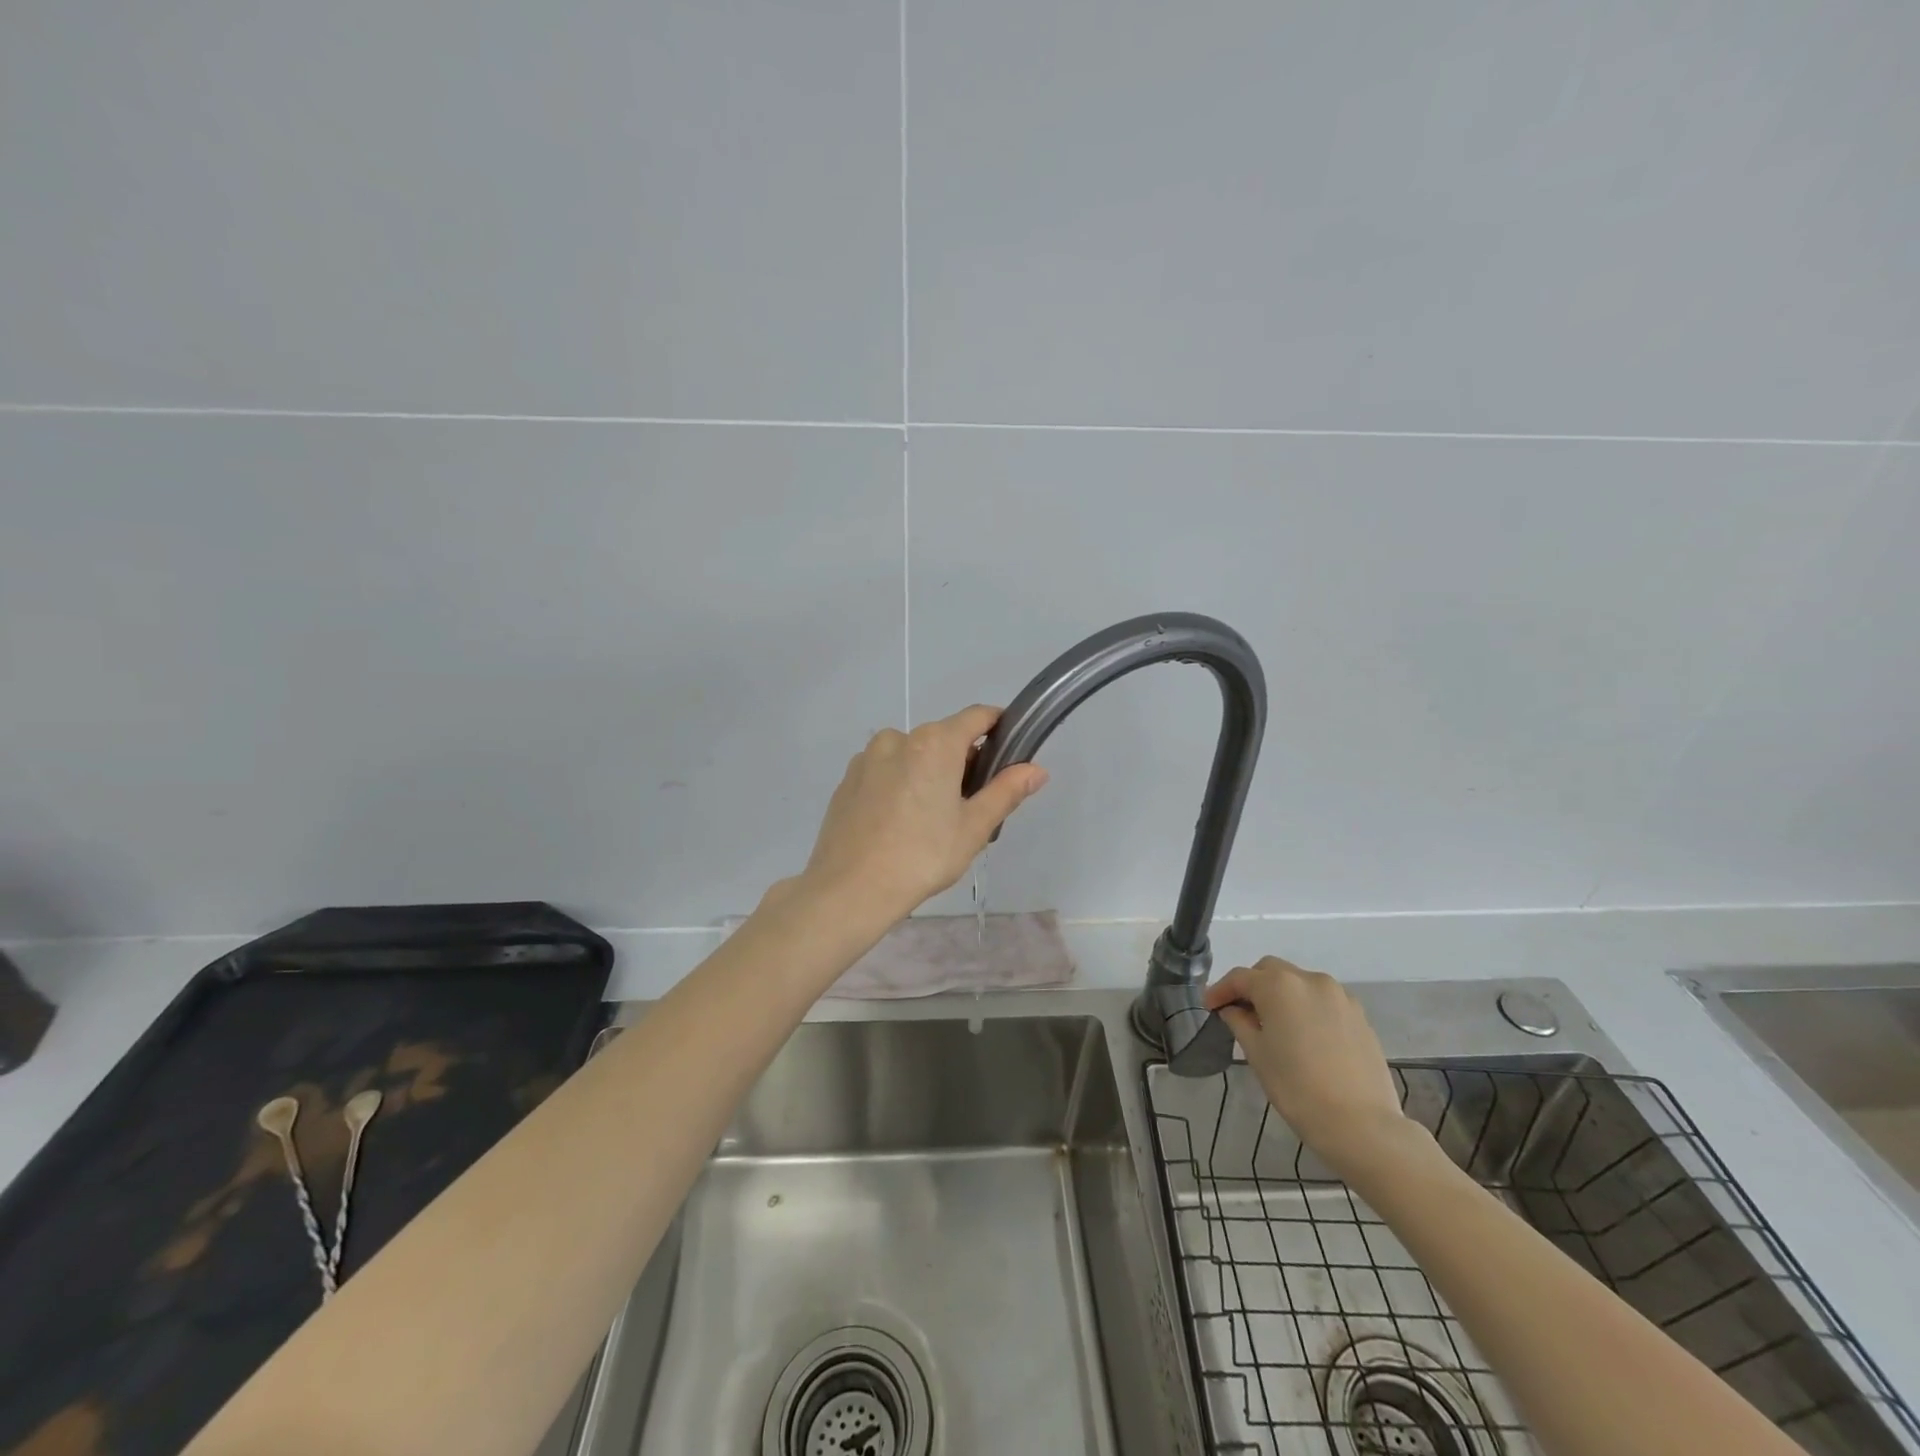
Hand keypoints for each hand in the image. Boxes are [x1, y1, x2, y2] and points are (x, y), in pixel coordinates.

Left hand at [796, 705, 1047, 927]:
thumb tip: (1037, 769)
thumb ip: (1006, 791)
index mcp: (934, 742)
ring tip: (931, 822)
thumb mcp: (974, 827)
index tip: (1010, 752)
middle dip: (962, 762)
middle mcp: (898, 738)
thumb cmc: (922, 856)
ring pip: (912, 755)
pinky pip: (885, 771)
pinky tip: (899, 824)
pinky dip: (900, 785)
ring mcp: (867, 757)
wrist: (849, 889)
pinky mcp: (848, 779)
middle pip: (943, 738)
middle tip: (970, 807)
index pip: (977, 716)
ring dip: (929, 773)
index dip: (999, 727)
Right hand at [1204, 957, 1411, 1172]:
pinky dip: (1306, 1007)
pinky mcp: (1359, 1015)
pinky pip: (1322, 1000)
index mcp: (1278, 985)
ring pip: (1299, 982)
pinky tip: (1304, 1034)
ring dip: (1281, 995)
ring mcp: (1339, 995)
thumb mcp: (1257, 1054)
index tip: (1209, 1007)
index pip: (1240, 978)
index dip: (1220, 990)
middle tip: (1240, 1012)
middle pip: (1270, 971)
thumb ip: (1239, 1022)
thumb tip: (1233, 1009)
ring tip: (1274, 1024)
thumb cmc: (1297, 1088)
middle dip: (1252, 986)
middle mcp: (1309, 979)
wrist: (1361, 1125)